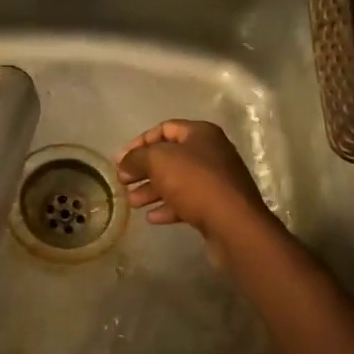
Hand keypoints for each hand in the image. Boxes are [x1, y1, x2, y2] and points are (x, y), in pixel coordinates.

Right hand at [117, 120, 275, 249]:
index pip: (163, 129)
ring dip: (152, 190)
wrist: (233, 224)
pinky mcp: (217, 205)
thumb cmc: (194, 182)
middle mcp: (211, 152)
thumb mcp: (158, 161)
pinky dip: (168, 207)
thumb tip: (124, 164)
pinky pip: (187, 201)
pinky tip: (152, 217)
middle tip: (123, 181)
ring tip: (133, 202)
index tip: (119, 160)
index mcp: (200, 133)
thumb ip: (136, 158)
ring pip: (176, 181)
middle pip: (169, 156)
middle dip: (144, 169)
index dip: (139, 142)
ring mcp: (216, 180)